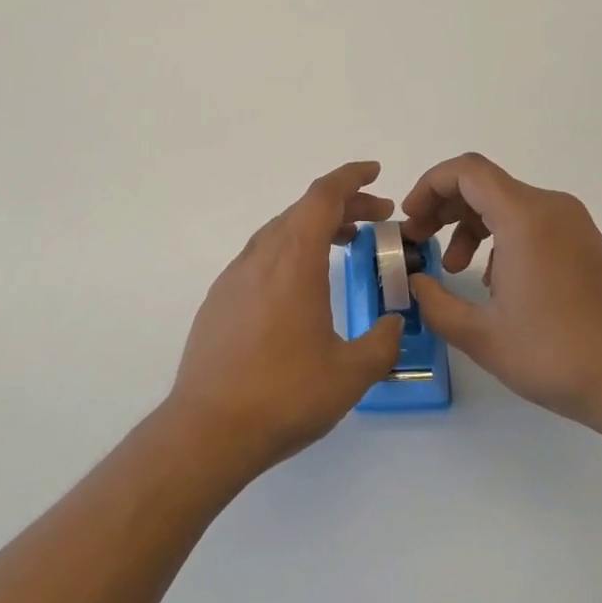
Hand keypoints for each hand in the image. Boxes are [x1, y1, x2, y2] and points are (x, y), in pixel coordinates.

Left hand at [166, 162, 406, 476]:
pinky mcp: (220, 299)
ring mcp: (235, 276)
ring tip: (344, 244)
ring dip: (315, 227)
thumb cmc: (284, 395)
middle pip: (303, 210)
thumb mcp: (350, 374)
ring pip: (280, 231)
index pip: (323, 196)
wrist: (208, 429)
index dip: (351, 177)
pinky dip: (290, 250)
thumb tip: (394, 325)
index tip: (376, 173)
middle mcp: (261, 257)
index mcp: (294, 260)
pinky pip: (261, 256)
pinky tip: (301, 284)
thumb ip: (382, 343)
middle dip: (344, 206)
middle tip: (377, 220)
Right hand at [401, 153, 601, 437]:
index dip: (429, 186)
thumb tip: (415, 282)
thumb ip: (435, 303)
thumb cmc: (556, 354)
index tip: (411, 220)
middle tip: (420, 241)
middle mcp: (551, 208)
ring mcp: (573, 223)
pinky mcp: (585, 242)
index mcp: (524, 218)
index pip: (466, 171)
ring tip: (453, 268)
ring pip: (507, 203)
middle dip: (444, 207)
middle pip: (484, 184)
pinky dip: (501, 236)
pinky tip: (494, 282)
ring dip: (471, 225)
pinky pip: (531, 221)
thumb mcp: (481, 336)